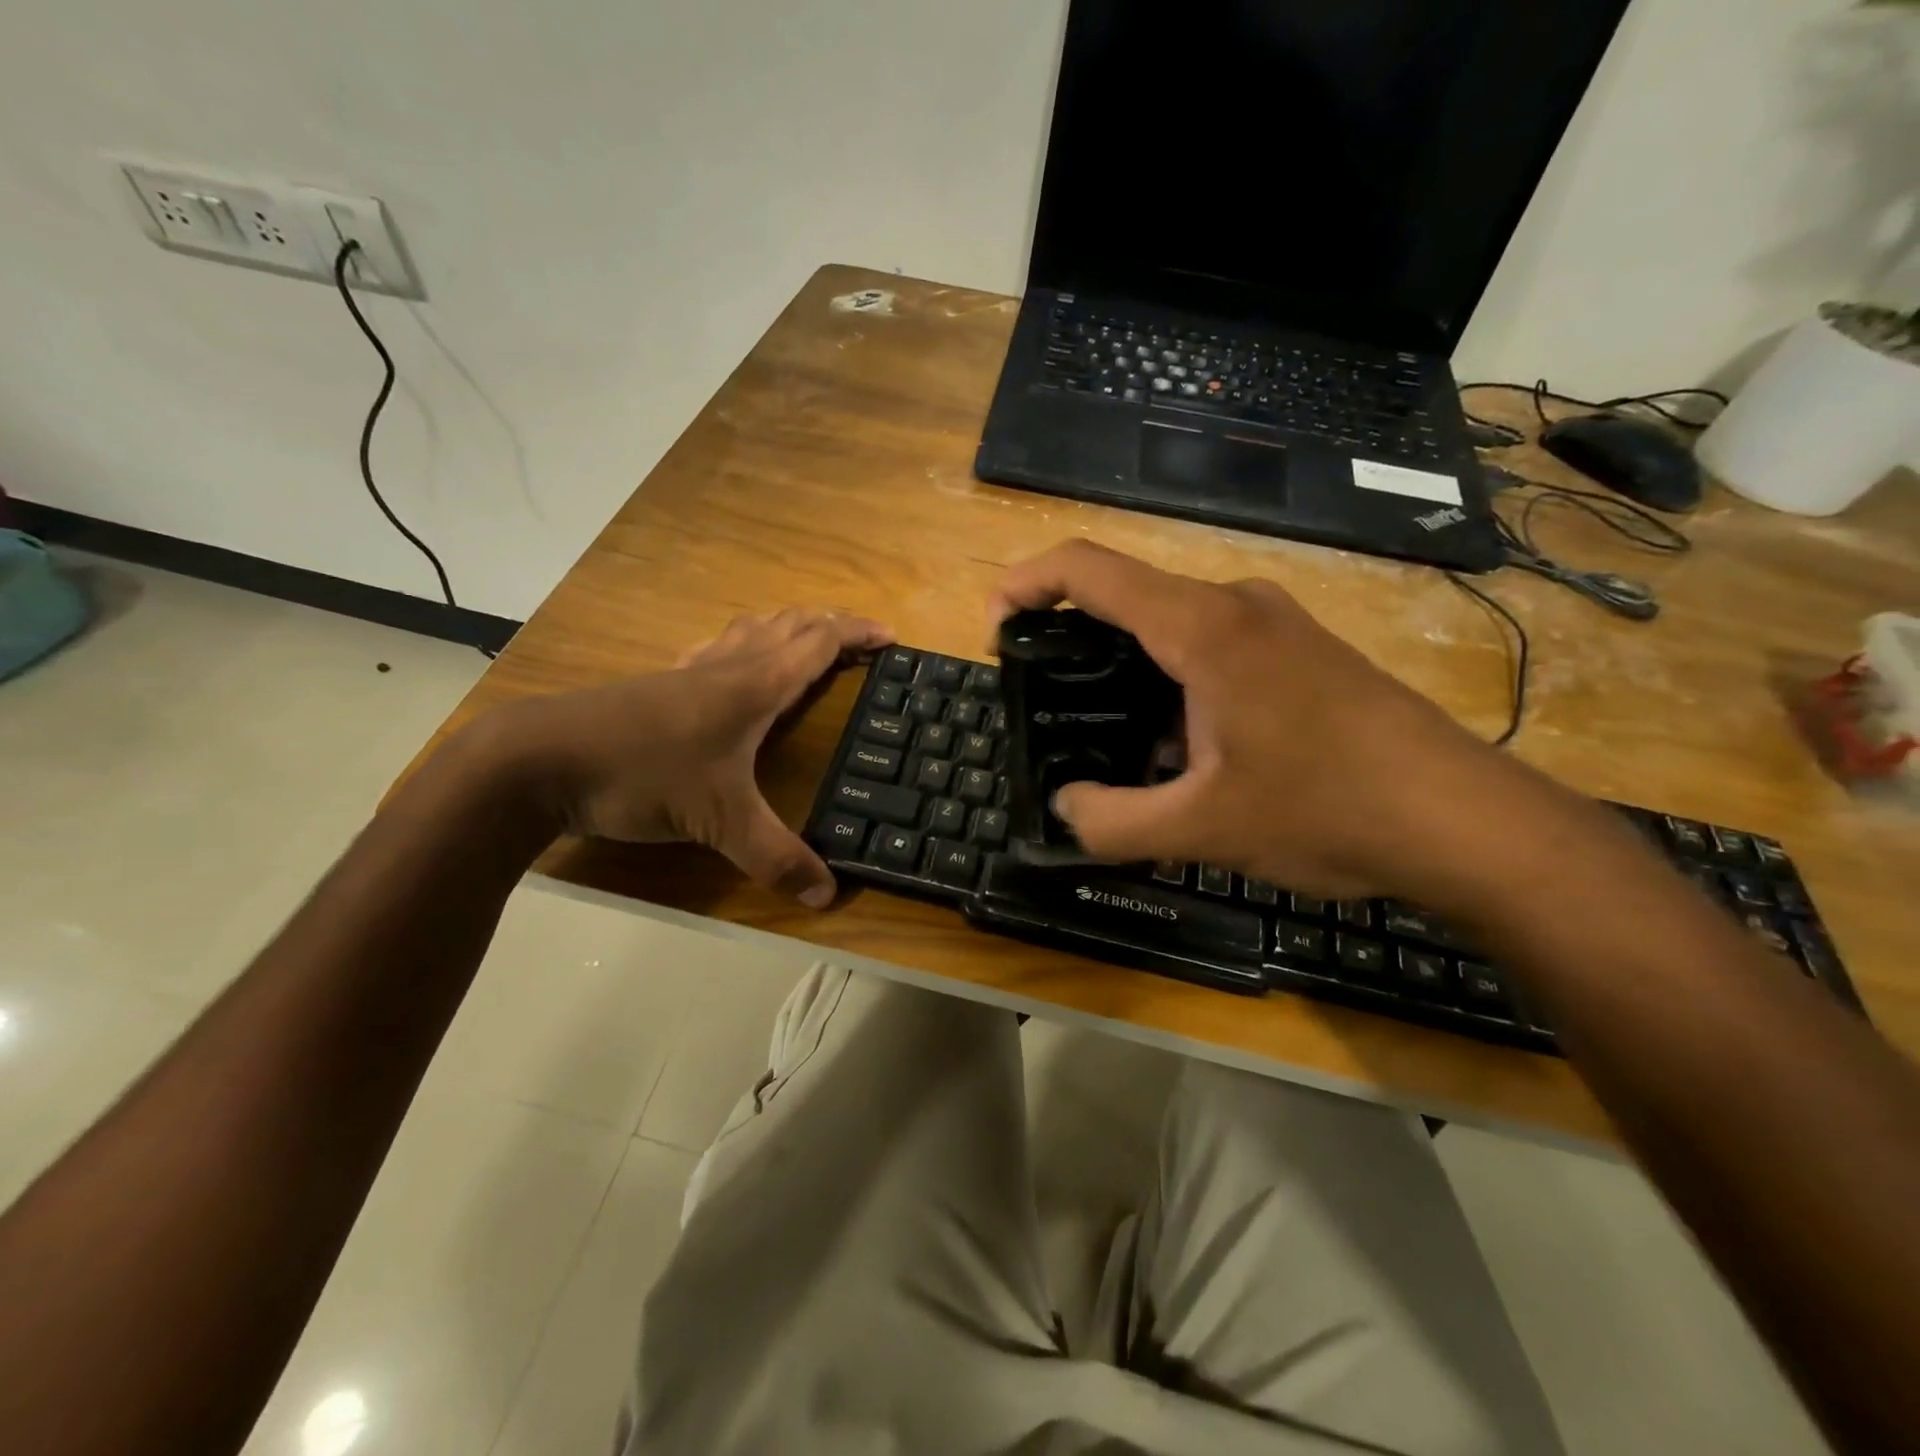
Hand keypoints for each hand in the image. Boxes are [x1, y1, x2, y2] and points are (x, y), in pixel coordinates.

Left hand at [494, 608, 891, 905]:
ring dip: (788, 627)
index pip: (818, 644)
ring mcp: (688, 671)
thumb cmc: (642, 774)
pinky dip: (743, 644)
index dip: (857, 635)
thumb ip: (775, 857)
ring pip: (750, 630)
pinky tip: (731, 665)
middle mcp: (727, 667)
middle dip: (831, 624)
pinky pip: (716, 648)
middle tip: (861, 636)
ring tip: (808, 641)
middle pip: (789, 625)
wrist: (540, 760)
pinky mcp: (658, 684)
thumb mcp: (719, 822)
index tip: (890, 636)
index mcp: (754, 686)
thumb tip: (828, 895)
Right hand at [991, 541, 1520, 901]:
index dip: (1026, 582)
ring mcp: (1275, 624)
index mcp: (1202, 628)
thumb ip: (1111, 821)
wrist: (1463, 820)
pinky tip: (1182, 751)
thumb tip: (1066, 808)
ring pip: (1170, 627)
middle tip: (1049, 703)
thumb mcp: (1201, 829)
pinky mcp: (1300, 652)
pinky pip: (1212, 648)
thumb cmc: (1328, 809)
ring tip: (1114, 743)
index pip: (1088, 569)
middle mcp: (1236, 605)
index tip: (996, 627)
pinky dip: (1173, 684)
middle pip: (1127, 597)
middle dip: (1073, 640)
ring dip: (1128, 673)